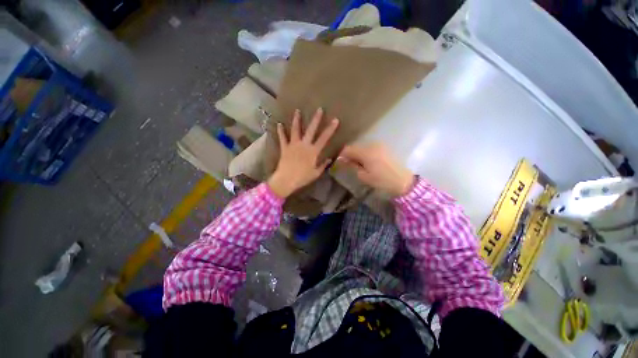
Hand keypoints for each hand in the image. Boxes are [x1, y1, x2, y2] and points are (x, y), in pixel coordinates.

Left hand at [267, 108, 338, 198]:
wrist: (286, 180)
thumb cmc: (302, 178)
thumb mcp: (315, 173)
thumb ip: (323, 165)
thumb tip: (329, 159)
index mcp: (313, 151)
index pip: (324, 138)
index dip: (330, 129)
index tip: (335, 120)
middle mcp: (304, 145)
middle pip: (311, 130)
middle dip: (316, 119)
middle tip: (319, 109)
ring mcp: (293, 145)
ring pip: (295, 130)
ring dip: (297, 120)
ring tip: (297, 111)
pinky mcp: (285, 148)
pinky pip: (282, 138)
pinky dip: (280, 131)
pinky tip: (279, 124)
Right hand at [338, 143, 414, 196]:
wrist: (403, 181)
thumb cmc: (382, 180)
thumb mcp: (364, 176)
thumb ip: (352, 166)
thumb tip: (342, 160)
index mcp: (365, 152)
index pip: (347, 149)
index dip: (341, 155)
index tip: (339, 162)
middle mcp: (371, 145)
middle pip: (354, 146)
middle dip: (349, 154)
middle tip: (348, 165)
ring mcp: (379, 145)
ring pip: (362, 146)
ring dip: (357, 153)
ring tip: (358, 164)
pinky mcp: (384, 147)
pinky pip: (369, 147)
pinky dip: (365, 153)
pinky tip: (367, 161)